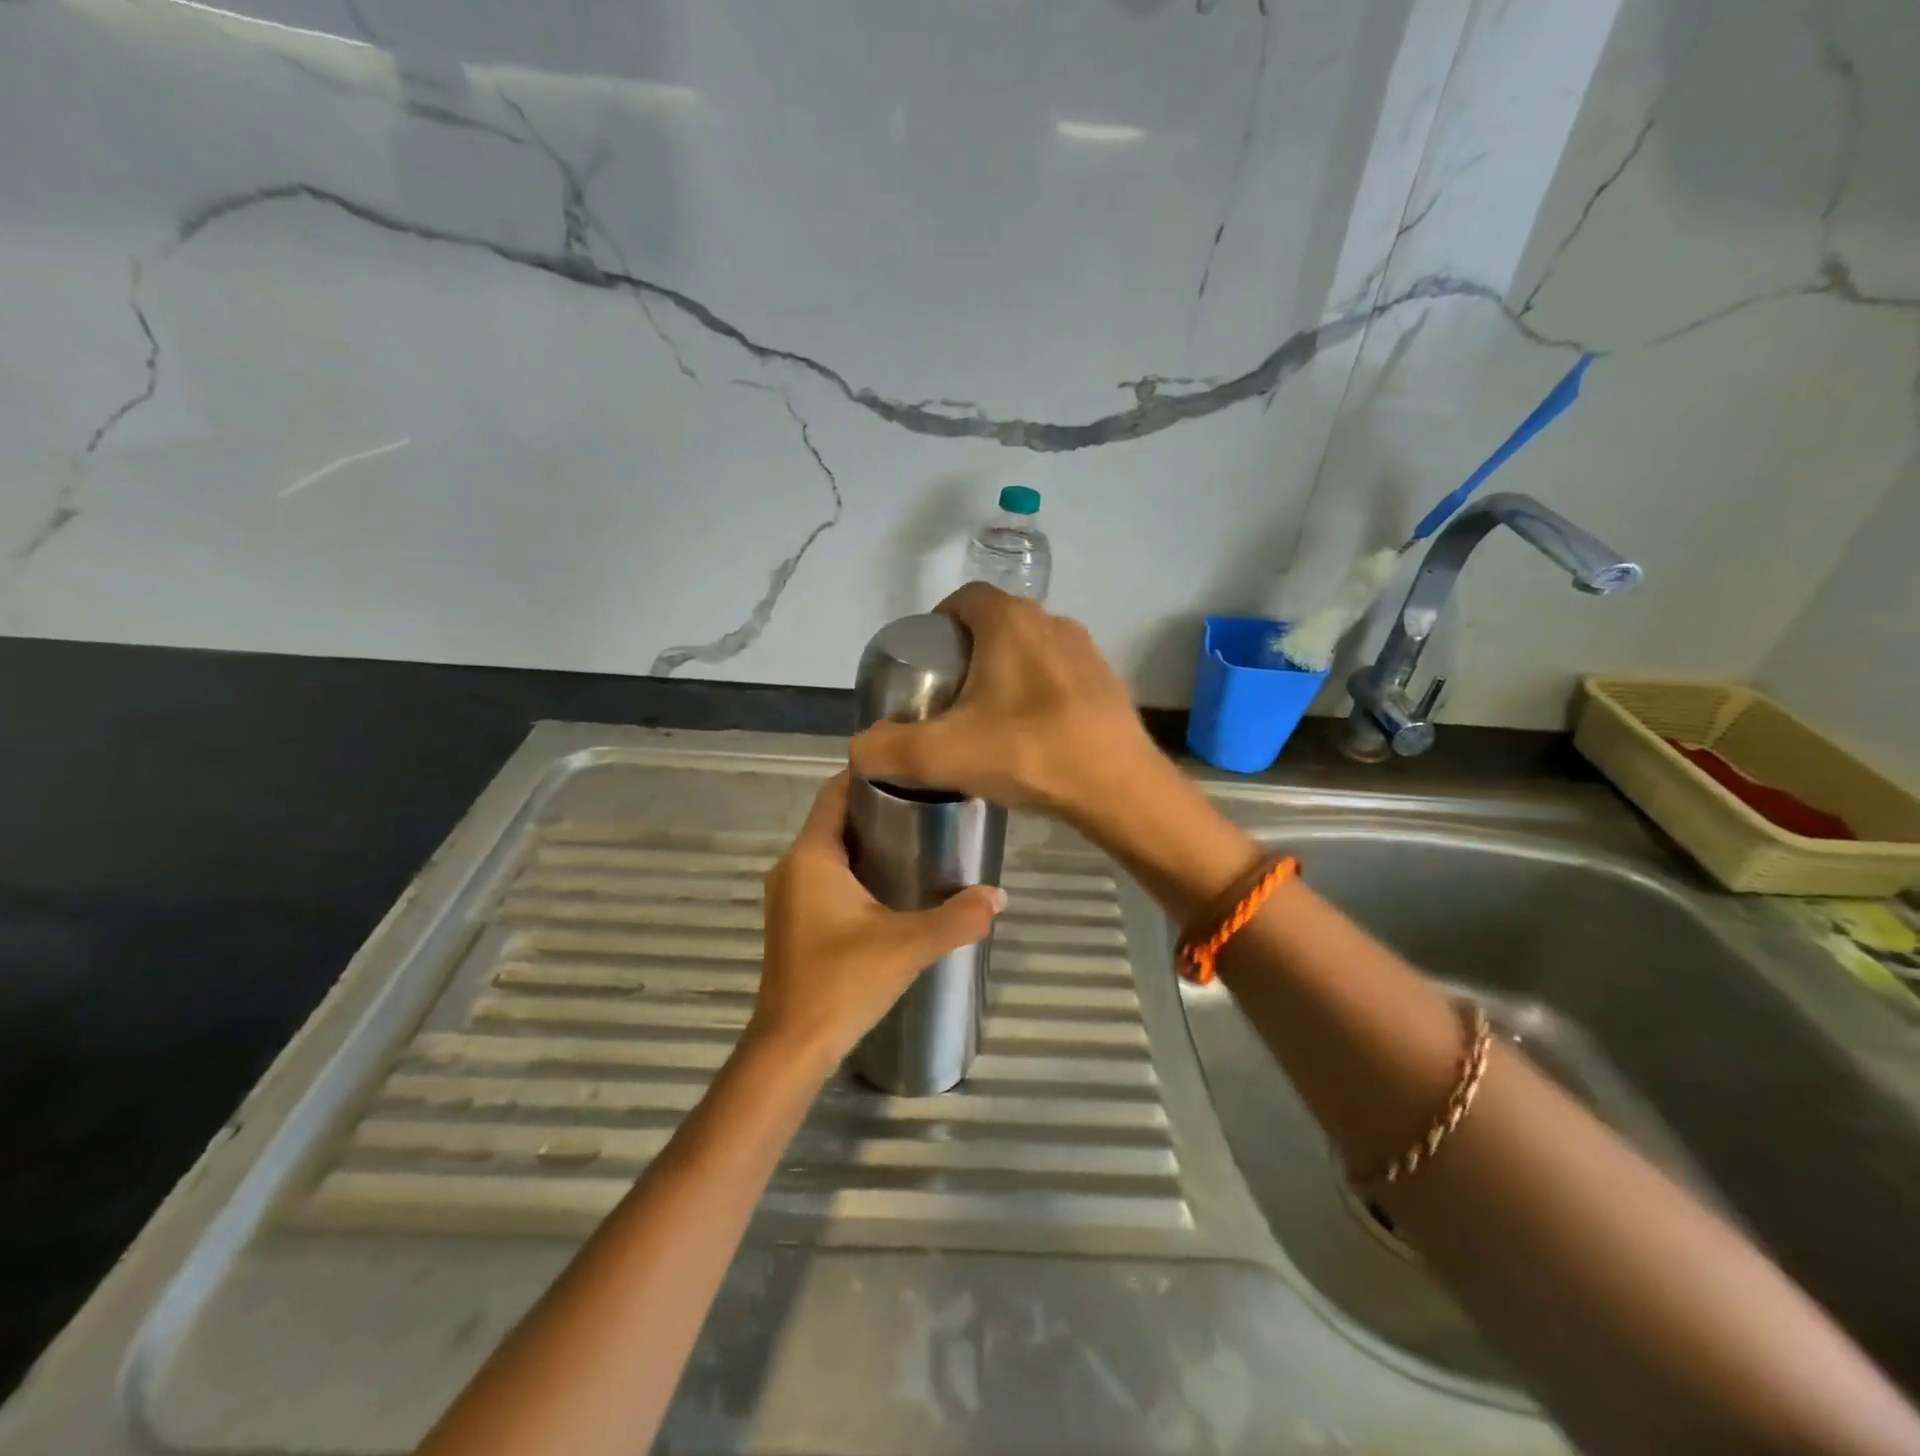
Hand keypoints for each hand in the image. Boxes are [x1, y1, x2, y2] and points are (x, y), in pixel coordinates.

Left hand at [748, 773, 1006, 1074]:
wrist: (792, 1047)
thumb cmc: (843, 982)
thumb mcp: (908, 945)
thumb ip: (957, 918)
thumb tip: (999, 896)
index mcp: (811, 856)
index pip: (835, 793)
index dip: (869, 775)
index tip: (911, 769)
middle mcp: (792, 867)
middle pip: (834, 819)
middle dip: (877, 808)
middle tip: (928, 804)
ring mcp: (789, 896)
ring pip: (830, 850)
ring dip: (867, 841)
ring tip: (919, 839)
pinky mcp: (793, 921)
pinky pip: (825, 877)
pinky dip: (855, 869)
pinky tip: (891, 885)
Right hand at [848, 583, 1160, 827]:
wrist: (1117, 788)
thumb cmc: (1026, 753)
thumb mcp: (942, 756)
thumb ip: (888, 750)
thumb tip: (858, 750)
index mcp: (1010, 622)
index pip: (964, 598)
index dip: (939, 622)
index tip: (927, 662)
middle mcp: (1052, 622)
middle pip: (998, 624)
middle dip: (971, 651)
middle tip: (951, 696)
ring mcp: (1087, 652)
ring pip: (1033, 651)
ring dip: (1009, 673)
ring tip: (992, 719)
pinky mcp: (1109, 684)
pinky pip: (1063, 678)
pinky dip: (1042, 694)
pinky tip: (1035, 736)